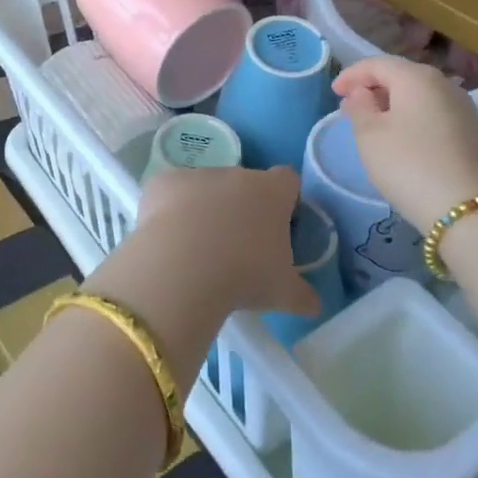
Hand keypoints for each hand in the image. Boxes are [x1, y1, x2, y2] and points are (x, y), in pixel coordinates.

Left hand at [132, 166, 320, 319]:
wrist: (182, 266)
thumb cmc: (244, 275)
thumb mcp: (283, 293)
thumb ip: (302, 295)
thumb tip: (314, 304)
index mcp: (271, 192)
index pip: (287, 180)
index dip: (286, 200)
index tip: (281, 226)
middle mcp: (236, 174)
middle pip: (245, 184)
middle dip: (243, 208)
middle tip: (239, 247)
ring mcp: (197, 174)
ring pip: (206, 188)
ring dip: (205, 210)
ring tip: (198, 251)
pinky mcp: (163, 182)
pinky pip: (172, 194)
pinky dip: (171, 211)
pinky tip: (168, 241)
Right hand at [331, 56, 477, 229]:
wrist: (470, 211)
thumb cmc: (409, 164)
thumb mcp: (370, 136)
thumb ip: (360, 107)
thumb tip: (362, 92)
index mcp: (417, 77)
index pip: (376, 64)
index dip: (351, 75)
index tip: (333, 92)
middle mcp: (445, 84)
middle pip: (401, 76)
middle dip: (373, 88)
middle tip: (351, 108)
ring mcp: (465, 108)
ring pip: (420, 96)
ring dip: (394, 104)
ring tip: (375, 125)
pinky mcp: (475, 132)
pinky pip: (435, 114)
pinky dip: (414, 119)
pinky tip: (404, 139)